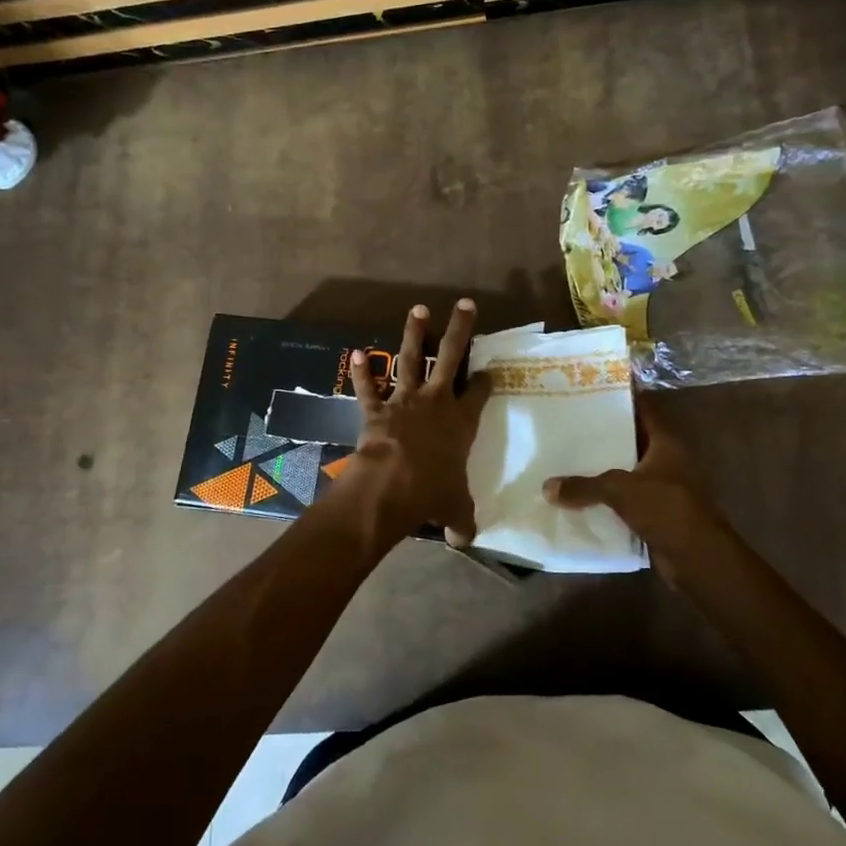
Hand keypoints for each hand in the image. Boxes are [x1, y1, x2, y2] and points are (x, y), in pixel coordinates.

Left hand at [339, 300, 491, 545]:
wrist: (391, 485)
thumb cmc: (431, 493)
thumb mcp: (454, 509)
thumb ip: (461, 520)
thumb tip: (465, 541)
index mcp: (462, 422)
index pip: (479, 392)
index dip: (486, 380)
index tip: (491, 371)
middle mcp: (436, 402)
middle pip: (451, 357)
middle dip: (460, 330)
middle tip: (465, 304)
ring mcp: (405, 400)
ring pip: (412, 359)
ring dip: (414, 334)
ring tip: (418, 309)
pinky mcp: (376, 409)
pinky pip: (368, 387)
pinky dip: (361, 372)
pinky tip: (354, 353)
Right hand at [543, 397, 730, 574]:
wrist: (697, 559)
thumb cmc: (666, 509)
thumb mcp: (619, 490)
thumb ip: (583, 486)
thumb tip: (547, 487)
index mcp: (666, 443)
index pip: (644, 410)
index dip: (622, 399)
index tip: (593, 390)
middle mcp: (667, 460)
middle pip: (632, 439)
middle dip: (604, 434)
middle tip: (570, 423)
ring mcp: (663, 487)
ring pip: (627, 470)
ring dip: (603, 467)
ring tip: (567, 456)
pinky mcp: (656, 512)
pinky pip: (625, 498)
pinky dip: (607, 497)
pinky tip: (579, 494)